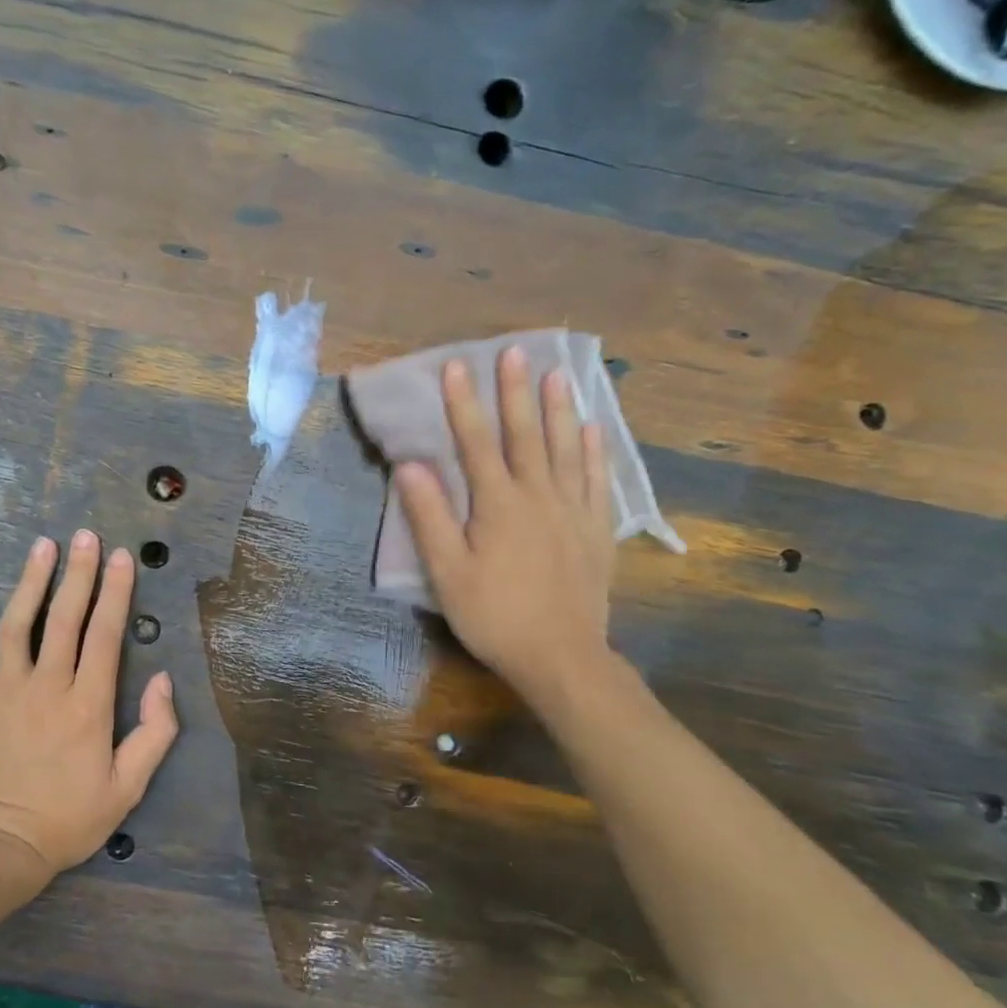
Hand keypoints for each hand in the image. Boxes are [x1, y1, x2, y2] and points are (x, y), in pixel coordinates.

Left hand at [0, 531, 179, 885]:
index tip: (123, 558)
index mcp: (88, 706)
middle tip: (87, 536)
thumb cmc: (67, 820)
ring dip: (31, 581)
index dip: (116, 593)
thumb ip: (154, 733)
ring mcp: (3, 690)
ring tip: (43, 545)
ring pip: (18, 624)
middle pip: (66, 618)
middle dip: (80, 573)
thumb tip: (163, 680)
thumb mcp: (128, 788)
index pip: (106, 635)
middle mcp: (47, 687)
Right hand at [394, 347, 615, 709]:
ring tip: (559, 373)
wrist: (562, 657)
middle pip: (526, 435)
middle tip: (516, 350)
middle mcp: (539, 496)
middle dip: (516, 391)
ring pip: (566, 449)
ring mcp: (573, 511)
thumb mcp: (448, 572)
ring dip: (560, 409)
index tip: (455, 365)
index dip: (464, 403)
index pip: (477, 443)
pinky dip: (594, 451)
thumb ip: (430, 517)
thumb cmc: (495, 616)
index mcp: (498, 505)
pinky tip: (593, 428)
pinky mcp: (596, 531)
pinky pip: (596, 480)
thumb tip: (410, 465)